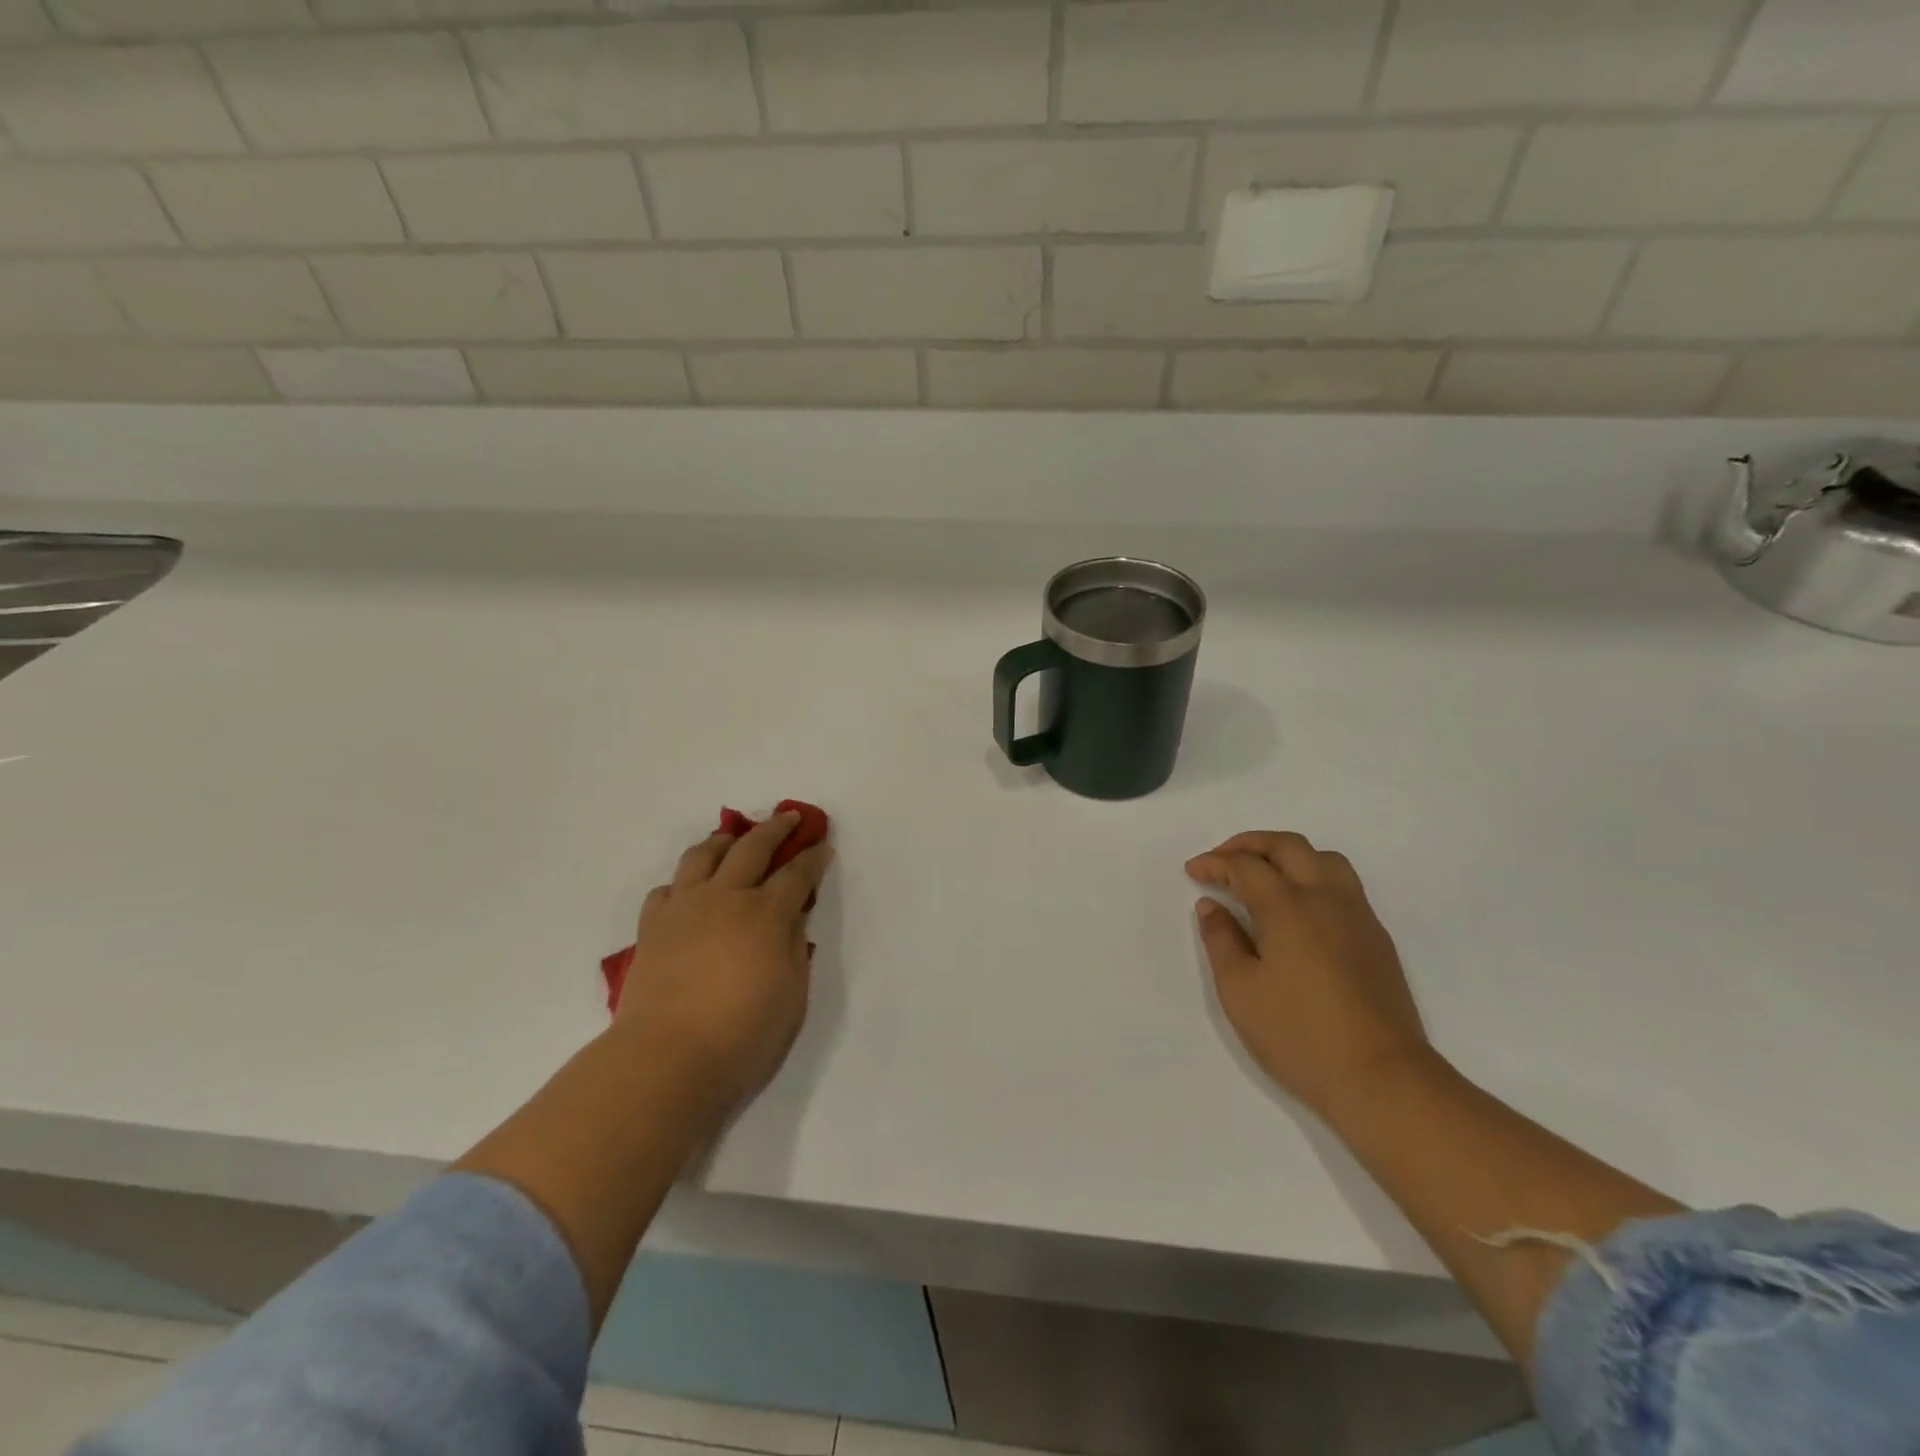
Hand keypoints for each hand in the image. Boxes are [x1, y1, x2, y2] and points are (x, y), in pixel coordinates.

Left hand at [616, 812, 832, 1120]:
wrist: (666, 1058)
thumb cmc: (743, 1032)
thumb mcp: (792, 992)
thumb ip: (795, 946)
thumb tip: (792, 917)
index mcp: (766, 913)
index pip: (797, 873)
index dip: (813, 857)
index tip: (823, 846)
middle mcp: (726, 897)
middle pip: (753, 847)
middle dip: (776, 827)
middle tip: (789, 817)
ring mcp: (684, 907)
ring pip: (703, 855)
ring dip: (725, 840)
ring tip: (734, 838)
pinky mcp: (653, 926)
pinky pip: (667, 888)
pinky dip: (684, 882)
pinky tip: (690, 890)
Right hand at [1187, 831, 1431, 1118]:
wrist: (1381, 1077)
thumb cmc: (1298, 1034)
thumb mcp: (1239, 990)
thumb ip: (1221, 940)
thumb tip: (1212, 906)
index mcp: (1287, 906)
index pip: (1245, 866)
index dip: (1215, 863)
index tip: (1194, 872)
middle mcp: (1325, 898)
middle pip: (1288, 846)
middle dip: (1250, 844)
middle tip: (1223, 859)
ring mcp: (1357, 915)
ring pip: (1324, 858)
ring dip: (1287, 855)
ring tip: (1263, 875)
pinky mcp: (1376, 938)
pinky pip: (1343, 884)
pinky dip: (1312, 876)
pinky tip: (1298, 908)